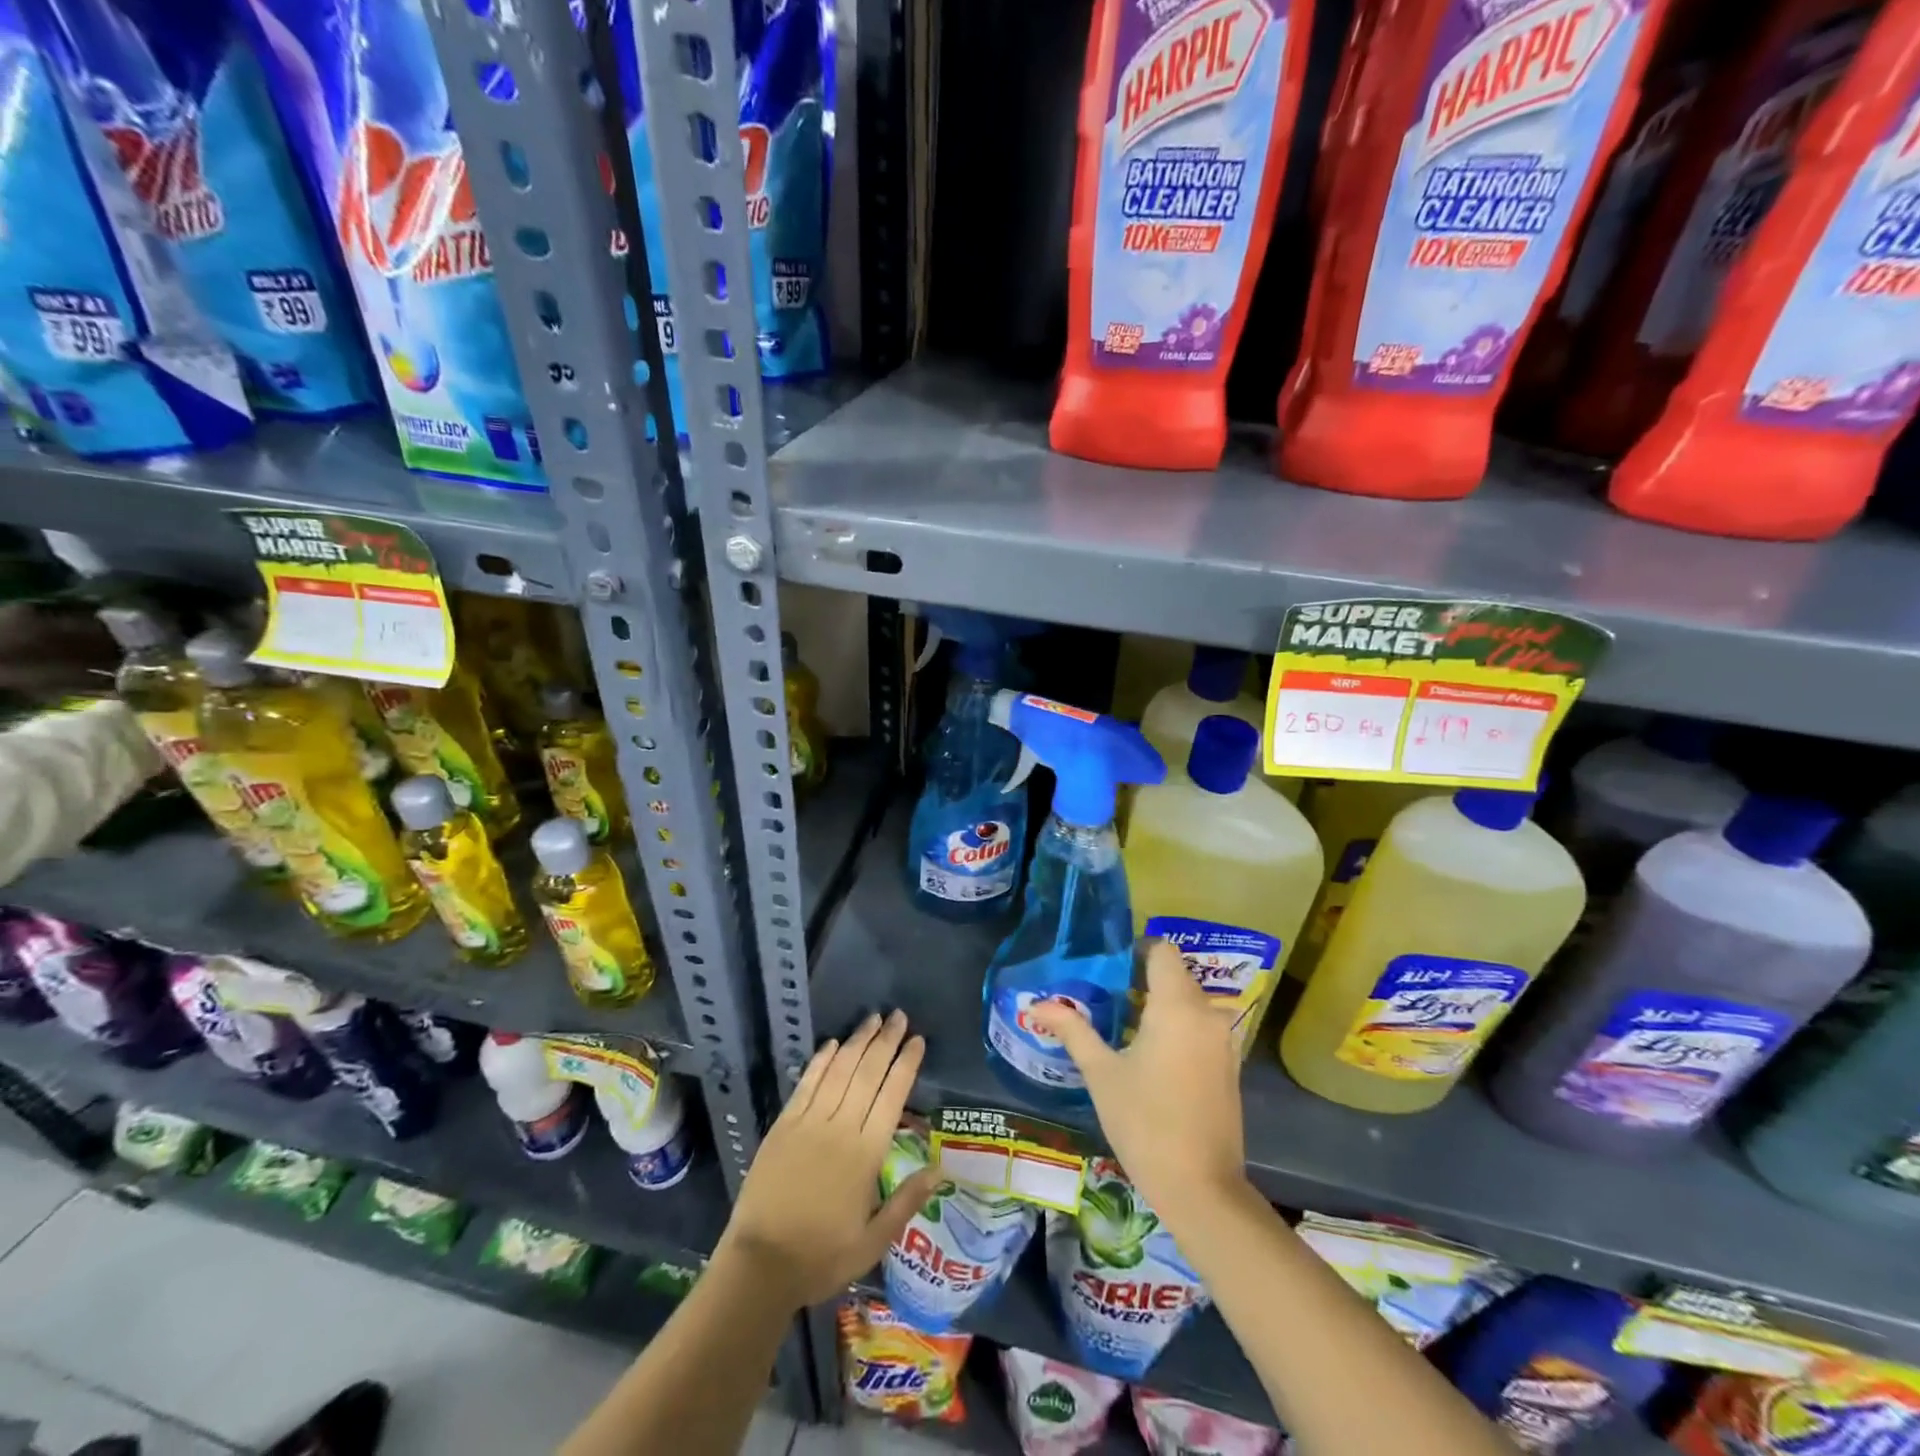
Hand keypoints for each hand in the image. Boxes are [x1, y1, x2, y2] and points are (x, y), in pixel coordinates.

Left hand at [717, 1010, 939, 1310]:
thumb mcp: (873, 1241)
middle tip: (899, 1015)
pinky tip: (833, 1043)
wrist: (760, 1265)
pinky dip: (821, 1060)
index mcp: (866, 1154)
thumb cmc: (822, 1257)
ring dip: (857, 1041)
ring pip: (839, 1070)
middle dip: (885, 1041)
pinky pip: (807, 1083)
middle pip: (867, 1073)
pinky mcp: (784, 1125)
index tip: (917, 1040)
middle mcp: (840, 1128)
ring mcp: (809, 1123)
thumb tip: (941, 1169)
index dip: (905, 1064)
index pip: (892, 1095)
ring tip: (873, 1019)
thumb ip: (907, 1201)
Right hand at [1030, 940, 1248, 1217]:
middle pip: (1176, 975)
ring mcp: (1224, 1042)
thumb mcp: (1101, 1073)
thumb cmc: (1145, 1122)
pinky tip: (1150, 1054)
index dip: (1136, 950)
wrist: (1201, 1188)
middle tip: (1104, 996)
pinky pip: (1201, 1028)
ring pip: (1190, 1003)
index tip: (1107, 966)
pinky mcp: (1229, 1067)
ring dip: (1160, 1005)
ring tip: (1123, 1024)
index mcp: (1178, 1006)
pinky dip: (1178, 1028)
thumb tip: (1037, 1005)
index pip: (1162, 951)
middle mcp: (1208, 1014)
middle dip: (1142, 979)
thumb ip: (1072, 1030)